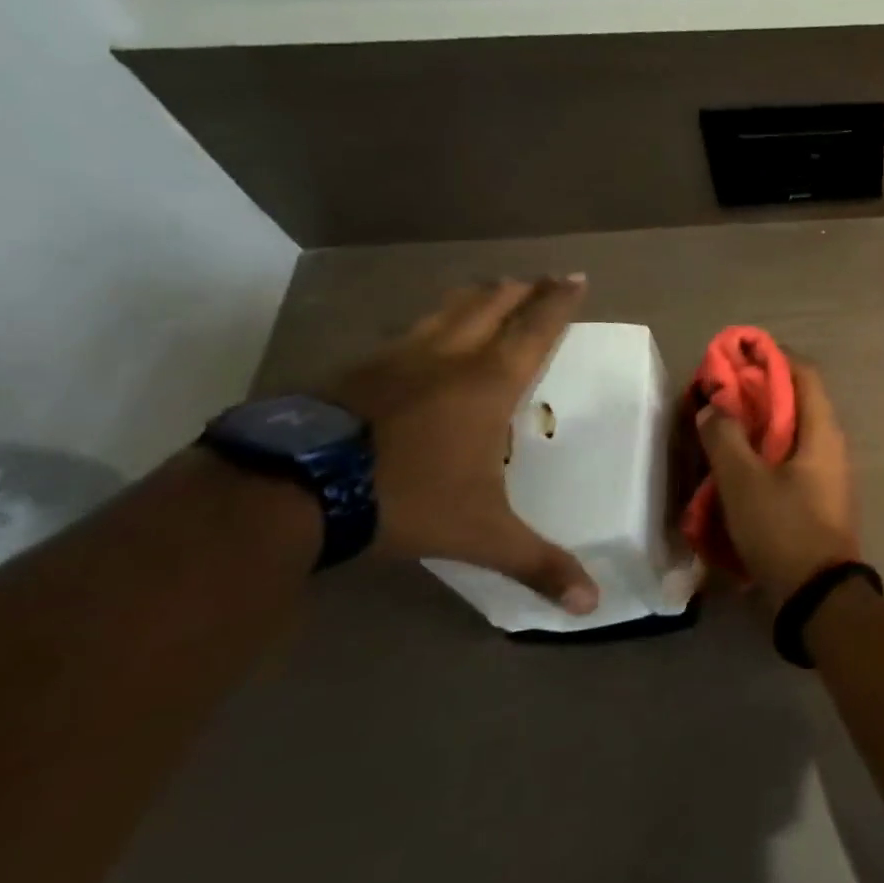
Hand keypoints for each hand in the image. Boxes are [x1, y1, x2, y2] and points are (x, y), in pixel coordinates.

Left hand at [328, 276, 599, 612]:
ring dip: (475, 296)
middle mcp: (448, 357)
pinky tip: (419, 336)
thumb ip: (537, 563)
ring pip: (446, 310)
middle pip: (491, 304)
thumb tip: (591, 606)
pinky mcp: (354, 369)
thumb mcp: (480, 535)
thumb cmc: (405, 499)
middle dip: (521, 288)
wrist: (292, 490)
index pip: (535, 329)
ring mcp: (396, 357)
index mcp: (488, 383)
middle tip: (539, 277)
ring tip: (490, 287)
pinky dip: (428, 324)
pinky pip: (404, 332)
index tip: (576, 276)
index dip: (559, 301)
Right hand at [696, 360, 858, 603]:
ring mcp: (825, 473)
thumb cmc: (784, 530)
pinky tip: (731, 468)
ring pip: (788, 434)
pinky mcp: (815, 498)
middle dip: (755, 393)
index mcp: (821, 431)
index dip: (771, 357)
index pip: (804, 373)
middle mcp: (829, 445)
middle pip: (794, 402)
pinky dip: (761, 455)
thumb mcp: (744, 481)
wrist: (817, 597)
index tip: (736, 356)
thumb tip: (713, 406)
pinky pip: (787, 462)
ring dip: (755, 427)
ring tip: (717, 429)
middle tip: (716, 396)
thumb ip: (725, 437)